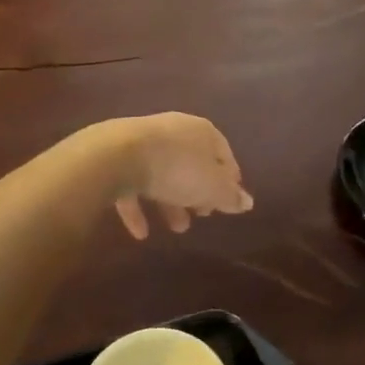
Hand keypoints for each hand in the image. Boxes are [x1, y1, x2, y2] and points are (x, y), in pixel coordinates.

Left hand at [104, 114, 253, 239]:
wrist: (117, 156)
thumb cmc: (176, 169)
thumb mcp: (212, 187)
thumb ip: (230, 196)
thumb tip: (248, 202)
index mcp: (202, 131)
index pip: (224, 153)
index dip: (229, 178)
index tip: (229, 202)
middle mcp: (174, 131)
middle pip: (192, 163)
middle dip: (198, 191)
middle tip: (202, 215)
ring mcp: (143, 142)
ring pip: (163, 174)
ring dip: (171, 202)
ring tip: (177, 228)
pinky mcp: (118, 157)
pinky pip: (134, 184)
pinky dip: (140, 207)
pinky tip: (140, 233)